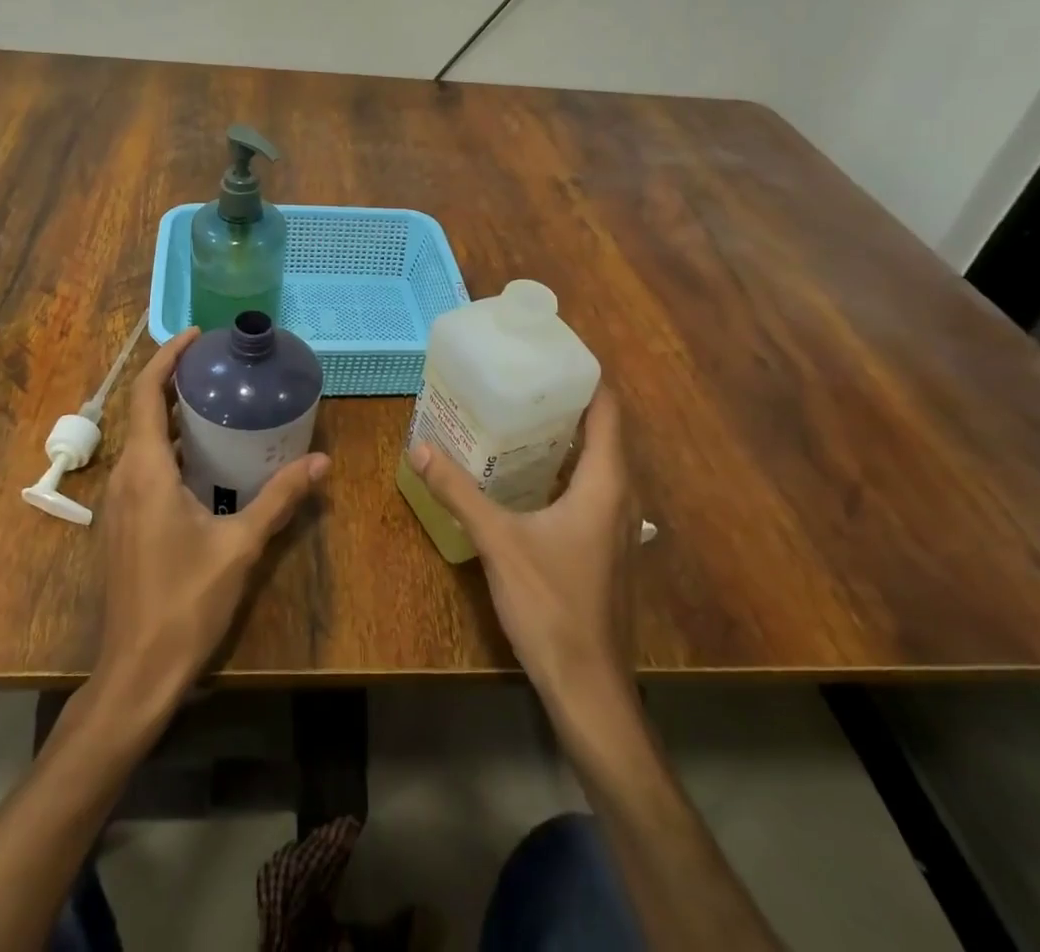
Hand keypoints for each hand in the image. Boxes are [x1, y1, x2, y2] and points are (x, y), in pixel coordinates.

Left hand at [95, 327, 328, 710]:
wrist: (136, 673)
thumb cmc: (185, 602)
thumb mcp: (241, 546)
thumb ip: (280, 498)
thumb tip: (323, 462)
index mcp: (146, 470)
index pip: (148, 393)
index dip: (168, 357)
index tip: (198, 335)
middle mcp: (124, 477)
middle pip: (144, 411)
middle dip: (176, 381)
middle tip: (221, 366)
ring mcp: (118, 503)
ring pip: (143, 441)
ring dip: (173, 415)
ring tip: (218, 402)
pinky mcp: (122, 524)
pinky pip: (143, 466)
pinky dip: (169, 446)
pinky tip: (204, 459)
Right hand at [411, 389, 637, 713]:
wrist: (588, 686)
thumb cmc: (551, 605)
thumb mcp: (498, 541)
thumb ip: (458, 491)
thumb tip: (420, 447)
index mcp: (605, 483)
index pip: (608, 411)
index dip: (587, 377)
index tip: (551, 352)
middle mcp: (619, 497)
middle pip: (602, 432)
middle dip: (567, 402)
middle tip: (521, 377)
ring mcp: (616, 526)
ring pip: (596, 463)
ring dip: (565, 437)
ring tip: (518, 413)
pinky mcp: (604, 547)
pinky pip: (588, 489)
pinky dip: (563, 469)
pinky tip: (526, 473)